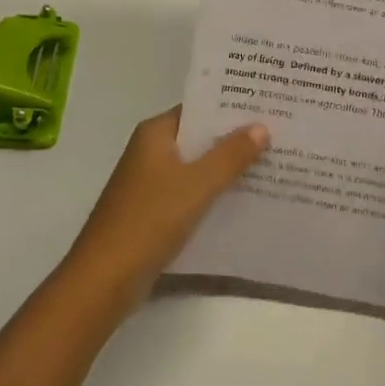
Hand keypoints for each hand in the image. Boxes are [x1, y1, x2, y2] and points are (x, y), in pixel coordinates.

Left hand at [62, 107, 269, 309]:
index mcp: (155, 133)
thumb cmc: (149, 220)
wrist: (105, 279)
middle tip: (279, 134)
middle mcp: (150, 151)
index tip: (266, 106)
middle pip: (199, 138)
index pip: (198, 109)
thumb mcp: (197, 184)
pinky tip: (244, 200)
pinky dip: (213, 193)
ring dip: (226, 168)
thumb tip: (261, 126)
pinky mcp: (153, 212)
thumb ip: (230, 155)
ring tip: (271, 164)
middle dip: (234, 139)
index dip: (231, 108)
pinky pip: (190, 193)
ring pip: (196, 167)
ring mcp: (150, 183)